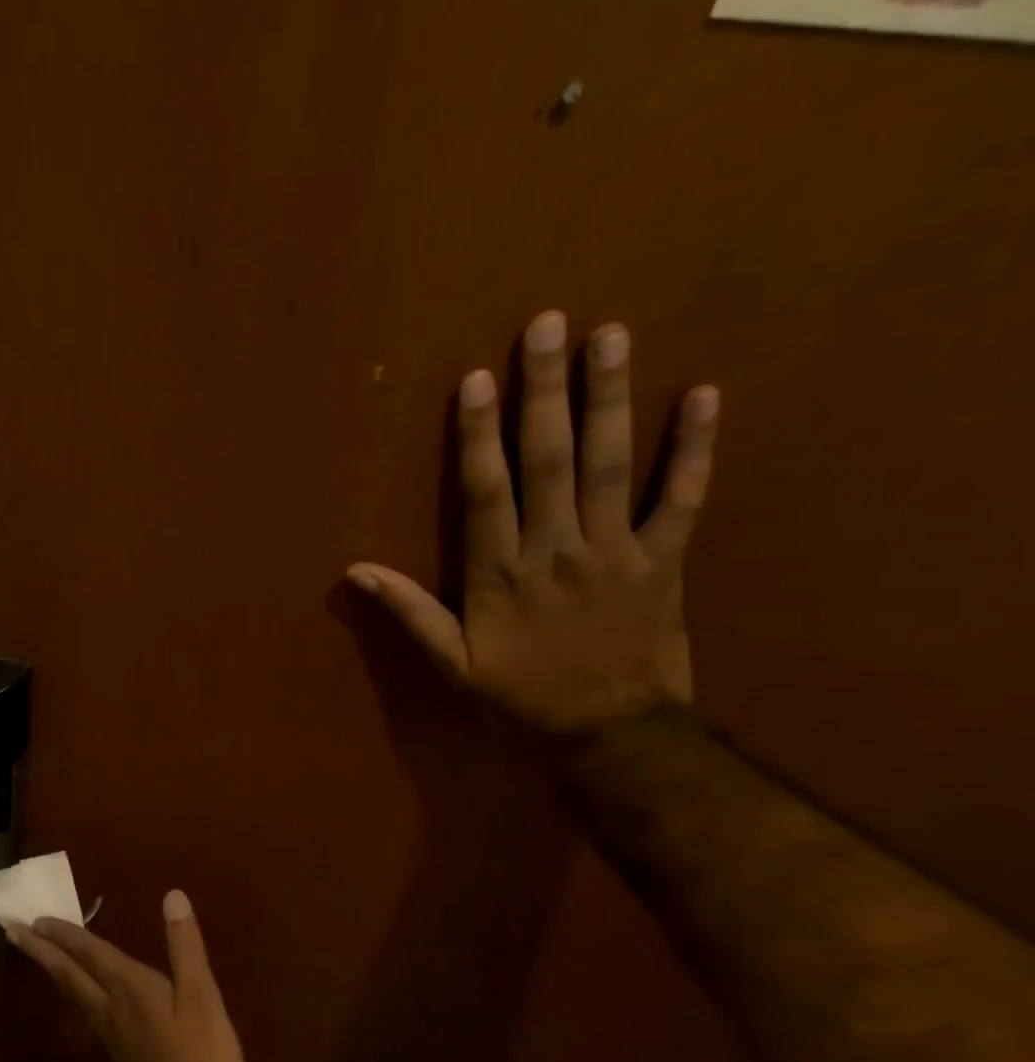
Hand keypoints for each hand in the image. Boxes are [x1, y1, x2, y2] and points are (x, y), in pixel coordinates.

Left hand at [9, 892, 245, 1061]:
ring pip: (73, 994)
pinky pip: (86, 1014)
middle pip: (68, 973)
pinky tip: (82, 999)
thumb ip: (185, 947)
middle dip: (41, 950)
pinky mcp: (120, 1061)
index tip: (32, 918)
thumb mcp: (203, 999)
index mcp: (128, 988)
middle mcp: (110, 1009)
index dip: (64, 933)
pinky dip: (75, 993)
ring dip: (55, 970)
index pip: (89, 952)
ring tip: (41, 954)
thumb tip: (171, 895)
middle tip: (12, 931)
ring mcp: (111, 1039)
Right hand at [348, 310, 719, 736]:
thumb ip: (409, 612)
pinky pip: (683, 498)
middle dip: (546, 391)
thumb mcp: (452, 665)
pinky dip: (695, 449)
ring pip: (611, 465)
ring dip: (610, 399)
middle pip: (549, 460)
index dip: (479, 434)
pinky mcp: (664, 561)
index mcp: (501, 575)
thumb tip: (356, 571)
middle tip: (549, 325)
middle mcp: (557, 550)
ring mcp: (616, 551)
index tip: (478, 379)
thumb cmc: (521, 699)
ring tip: (611, 337)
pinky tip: (704, 396)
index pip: (486, 492)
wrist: (612, 736)